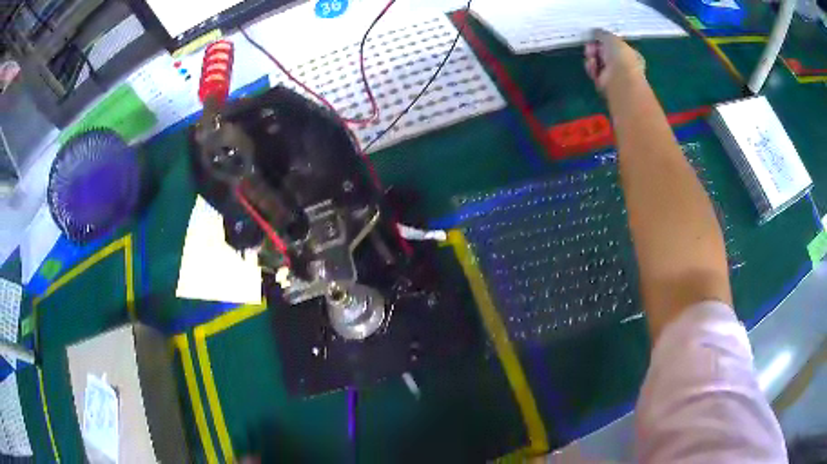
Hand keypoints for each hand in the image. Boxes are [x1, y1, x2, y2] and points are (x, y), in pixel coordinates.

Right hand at [584, 29, 645, 92]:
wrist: (620, 79)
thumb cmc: (621, 57)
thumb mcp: (612, 38)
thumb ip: (603, 34)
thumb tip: (596, 32)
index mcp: (630, 54)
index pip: (614, 45)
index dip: (604, 40)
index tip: (596, 37)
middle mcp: (623, 65)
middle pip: (604, 53)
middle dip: (594, 48)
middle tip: (590, 46)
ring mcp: (614, 75)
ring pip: (597, 62)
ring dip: (591, 57)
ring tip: (590, 55)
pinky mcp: (604, 83)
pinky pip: (594, 72)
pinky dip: (591, 67)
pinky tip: (592, 65)